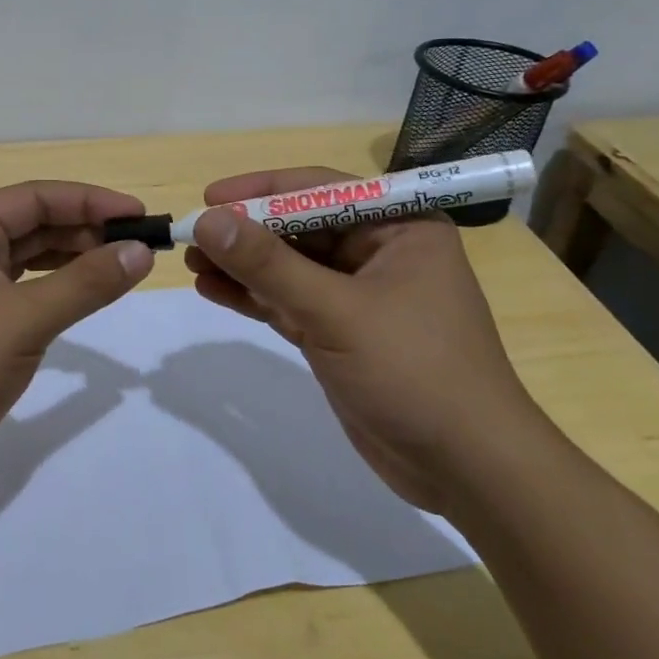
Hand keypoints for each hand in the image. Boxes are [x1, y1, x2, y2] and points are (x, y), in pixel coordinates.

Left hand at [0, 180, 154, 497]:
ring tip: (120, 268)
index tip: (141, 216)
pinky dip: (54, 290)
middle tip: (138, 247)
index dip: (92, 201)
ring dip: (73, 260)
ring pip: (28, 258)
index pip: (37, 197)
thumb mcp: (24, 321)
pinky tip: (82, 297)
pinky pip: (21, 291)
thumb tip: (141, 251)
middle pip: (33, 223)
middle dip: (86, 231)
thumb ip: (86, 283)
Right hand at [184, 167, 549, 513]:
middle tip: (191, 236)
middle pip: (300, 228)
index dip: (262, 190)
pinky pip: (289, 302)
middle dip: (247, 232)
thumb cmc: (414, 371)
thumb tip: (207, 220)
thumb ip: (268, 265)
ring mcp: (358, 296)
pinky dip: (253, 297)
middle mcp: (379, 252)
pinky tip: (212, 290)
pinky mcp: (340, 333)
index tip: (210, 198)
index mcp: (400, 227)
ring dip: (243, 265)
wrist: (466, 469)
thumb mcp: (336, 312)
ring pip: (289, 267)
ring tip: (191, 262)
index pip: (320, 190)